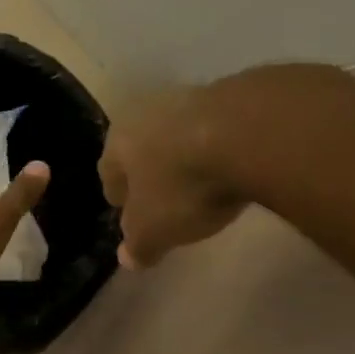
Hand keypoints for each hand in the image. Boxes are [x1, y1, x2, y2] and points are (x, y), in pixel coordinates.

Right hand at [99, 87, 245, 267]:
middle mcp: (144, 114)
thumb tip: (127, 257)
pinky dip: (216, 146)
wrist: (246, 134)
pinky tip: (231, 164)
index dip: (119, 197)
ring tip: (201, 182)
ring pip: (176, 135)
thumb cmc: (184, 185)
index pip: (108, 173)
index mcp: (117, 143)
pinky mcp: (227, 96)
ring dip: (183, 156)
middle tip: (163, 199)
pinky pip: (212, 129)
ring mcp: (186, 99)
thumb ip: (138, 245)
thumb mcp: (155, 230)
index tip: (130, 215)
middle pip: (141, 149)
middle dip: (149, 172)